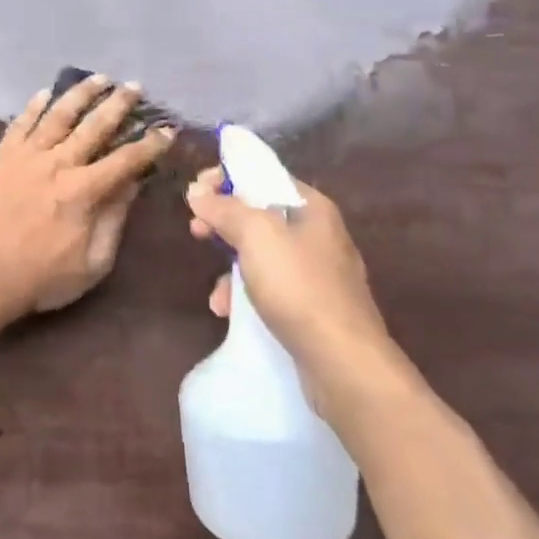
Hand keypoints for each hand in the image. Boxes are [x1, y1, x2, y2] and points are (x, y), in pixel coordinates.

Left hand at [0, 75, 176, 319]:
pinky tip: (45, 92)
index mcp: (84, 191)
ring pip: (59, 114)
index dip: (150, 143)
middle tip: (135, 87)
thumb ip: (115, 218)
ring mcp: (27, 156)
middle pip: (95, 125)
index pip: (126, 159)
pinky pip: (20, 123)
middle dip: (119, 104)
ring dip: (81, 93)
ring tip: (98, 78)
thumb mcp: (93, 261)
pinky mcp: (1, 156)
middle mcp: (58, 163)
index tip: (167, 130)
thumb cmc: (42, 277)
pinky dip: (34, 106)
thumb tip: (133, 183)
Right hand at [186, 165, 394, 381]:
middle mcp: (319, 235)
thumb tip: (197, 191)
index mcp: (312, 208)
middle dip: (224, 224)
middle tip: (196, 232)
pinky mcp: (313, 309)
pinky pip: (270, 289)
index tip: (197, 192)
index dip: (227, 178)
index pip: (264, 176)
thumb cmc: (298, 286)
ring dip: (230, 268)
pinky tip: (230, 313)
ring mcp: (318, 274)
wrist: (342, 362)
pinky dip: (246, 296)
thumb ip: (225, 208)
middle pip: (260, 216)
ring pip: (261, 256)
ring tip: (216, 293)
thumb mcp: (255, 236)